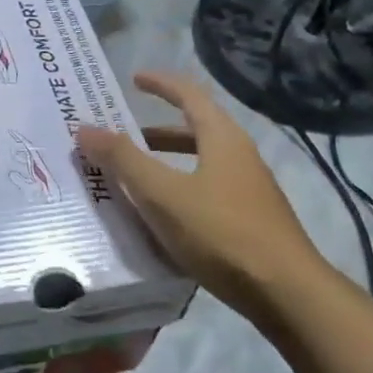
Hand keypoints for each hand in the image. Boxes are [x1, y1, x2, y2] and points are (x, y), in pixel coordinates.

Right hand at [75, 71, 333, 325]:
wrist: (287, 294)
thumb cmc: (221, 233)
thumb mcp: (163, 194)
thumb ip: (123, 160)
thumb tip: (84, 128)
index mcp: (222, 139)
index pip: (190, 95)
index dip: (161, 83)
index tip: (133, 79)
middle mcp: (240, 157)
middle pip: (194, 130)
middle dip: (155, 131)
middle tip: (121, 136)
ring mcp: (249, 190)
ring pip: (200, 164)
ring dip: (166, 164)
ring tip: (133, 178)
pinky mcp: (250, 221)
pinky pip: (206, 192)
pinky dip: (179, 191)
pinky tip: (161, 218)